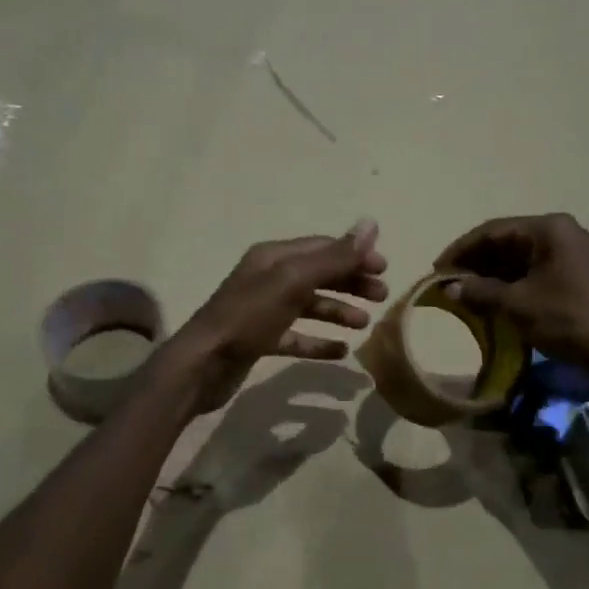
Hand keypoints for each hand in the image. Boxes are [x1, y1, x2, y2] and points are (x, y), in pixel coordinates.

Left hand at [163, 220, 387, 413]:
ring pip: (309, 305)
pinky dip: (319, 341)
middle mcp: (267, 278)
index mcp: (274, 257)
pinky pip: (296, 336)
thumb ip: (333, 257)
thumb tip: (371, 224)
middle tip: (381, 297)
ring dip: (338, 311)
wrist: (203, 364)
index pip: (322, 247)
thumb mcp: (293, 281)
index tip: (385, 270)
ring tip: (364, 325)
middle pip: (318, 274)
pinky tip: (340, 351)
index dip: (354, 255)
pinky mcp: (260, 340)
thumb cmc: (248, 317)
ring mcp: (263, 310)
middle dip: (350, 283)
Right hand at [434, 213, 588, 380]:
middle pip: (506, 243)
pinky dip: (510, 287)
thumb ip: (479, 292)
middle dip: (475, 264)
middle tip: (448, 286)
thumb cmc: (568, 320)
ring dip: (491, 278)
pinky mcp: (576, 277)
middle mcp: (561, 234)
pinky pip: (533, 274)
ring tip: (465, 298)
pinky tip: (493, 304)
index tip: (437, 271)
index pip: (493, 231)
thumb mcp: (518, 305)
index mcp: (549, 229)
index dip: (461, 250)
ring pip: (519, 260)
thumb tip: (448, 288)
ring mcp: (571, 255)